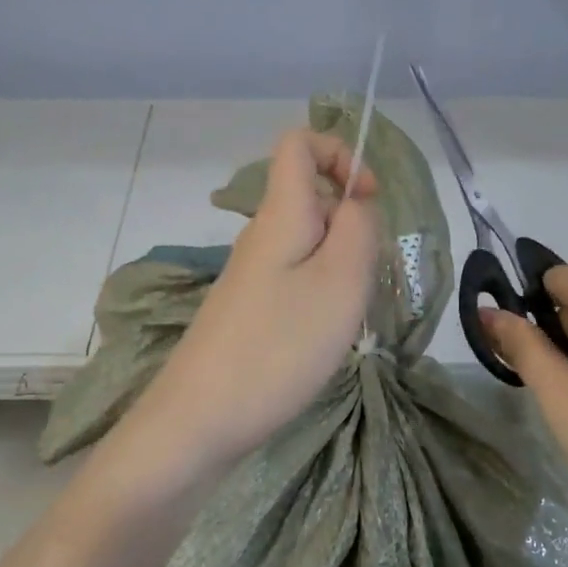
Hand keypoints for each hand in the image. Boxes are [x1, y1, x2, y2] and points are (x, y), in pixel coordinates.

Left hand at [128, 129, 379, 478]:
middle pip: (312, 199)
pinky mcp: (250, 311)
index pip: (297, 145)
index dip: (340, 153)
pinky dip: (321, 297)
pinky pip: (296, 280)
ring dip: (341, 269)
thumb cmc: (278, 348)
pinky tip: (321, 339)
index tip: (369, 200)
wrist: (199, 421)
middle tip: (362, 281)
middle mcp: (260, 237)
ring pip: (310, 245)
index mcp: (279, 216)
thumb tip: (355, 203)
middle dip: (352, 227)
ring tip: (343, 318)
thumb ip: (358, 229)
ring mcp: (252, 276)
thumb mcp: (339, 283)